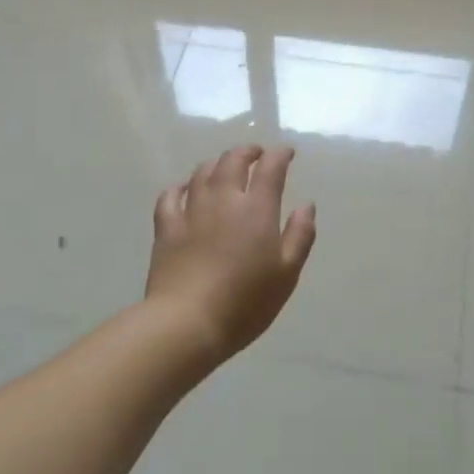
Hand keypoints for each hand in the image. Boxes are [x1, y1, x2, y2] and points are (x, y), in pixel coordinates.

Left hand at [146, 146, 316, 359]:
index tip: (287, 153)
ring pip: (202, 172)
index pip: (270, 168)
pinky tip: (184, 189)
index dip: (280, 155)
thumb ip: (300, 235)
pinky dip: (180, 186)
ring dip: (217, 163)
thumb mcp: (287, 274)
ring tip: (224, 166)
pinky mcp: (166, 228)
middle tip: (256, 154)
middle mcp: (224, 200)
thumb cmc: (245, 302)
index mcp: (257, 209)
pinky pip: (170, 196)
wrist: (187, 322)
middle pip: (233, 160)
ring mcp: (191, 211)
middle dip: (247, 151)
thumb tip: (307, 205)